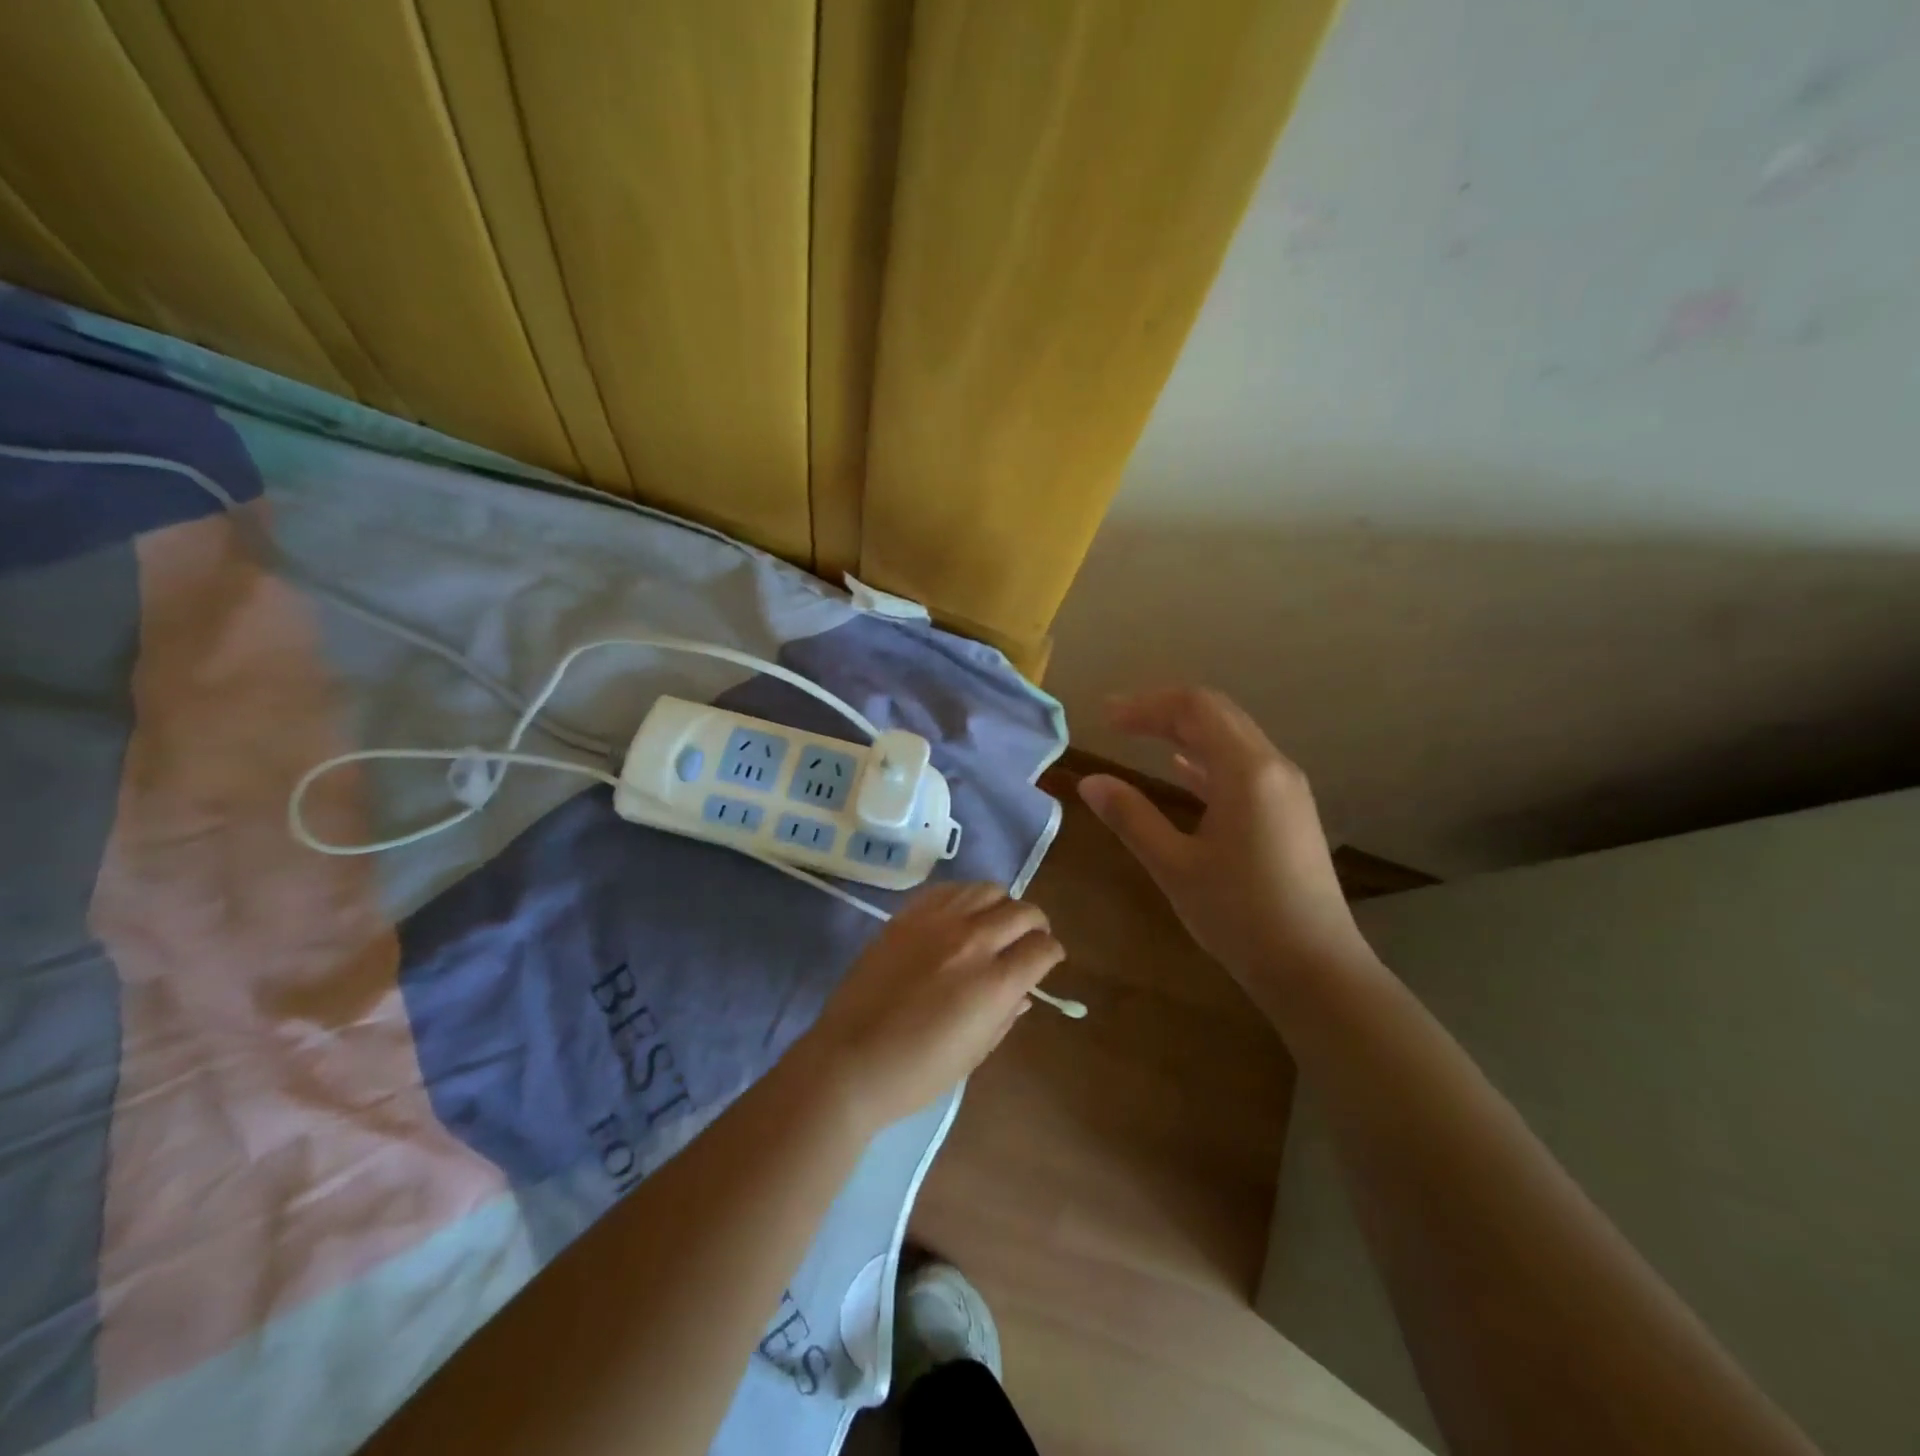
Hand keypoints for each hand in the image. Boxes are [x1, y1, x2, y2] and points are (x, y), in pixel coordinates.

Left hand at [798, 883, 1063, 1130]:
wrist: (851, 1060)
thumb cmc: (918, 1072)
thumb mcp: (976, 1052)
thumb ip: (1006, 1014)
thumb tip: (1023, 992)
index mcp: (995, 982)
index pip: (1042, 948)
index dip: (1051, 954)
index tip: (1047, 961)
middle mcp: (973, 941)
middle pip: (1023, 911)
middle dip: (1036, 925)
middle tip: (1029, 940)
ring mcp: (937, 922)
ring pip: (988, 889)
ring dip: (1002, 905)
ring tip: (995, 923)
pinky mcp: (908, 915)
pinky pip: (949, 889)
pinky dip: (966, 897)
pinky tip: (962, 915)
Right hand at [1077, 688, 1369, 986]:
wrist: (1315, 970)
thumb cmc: (1240, 916)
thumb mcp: (1175, 866)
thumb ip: (1131, 817)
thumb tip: (1090, 781)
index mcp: (1247, 771)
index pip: (1195, 707)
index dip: (1146, 705)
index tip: (1106, 718)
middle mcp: (1273, 768)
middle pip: (1216, 715)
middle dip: (1164, 711)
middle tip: (1116, 721)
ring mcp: (1286, 790)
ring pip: (1231, 739)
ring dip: (1185, 732)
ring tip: (1140, 736)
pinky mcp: (1288, 813)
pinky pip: (1243, 767)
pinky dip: (1206, 759)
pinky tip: (1180, 769)